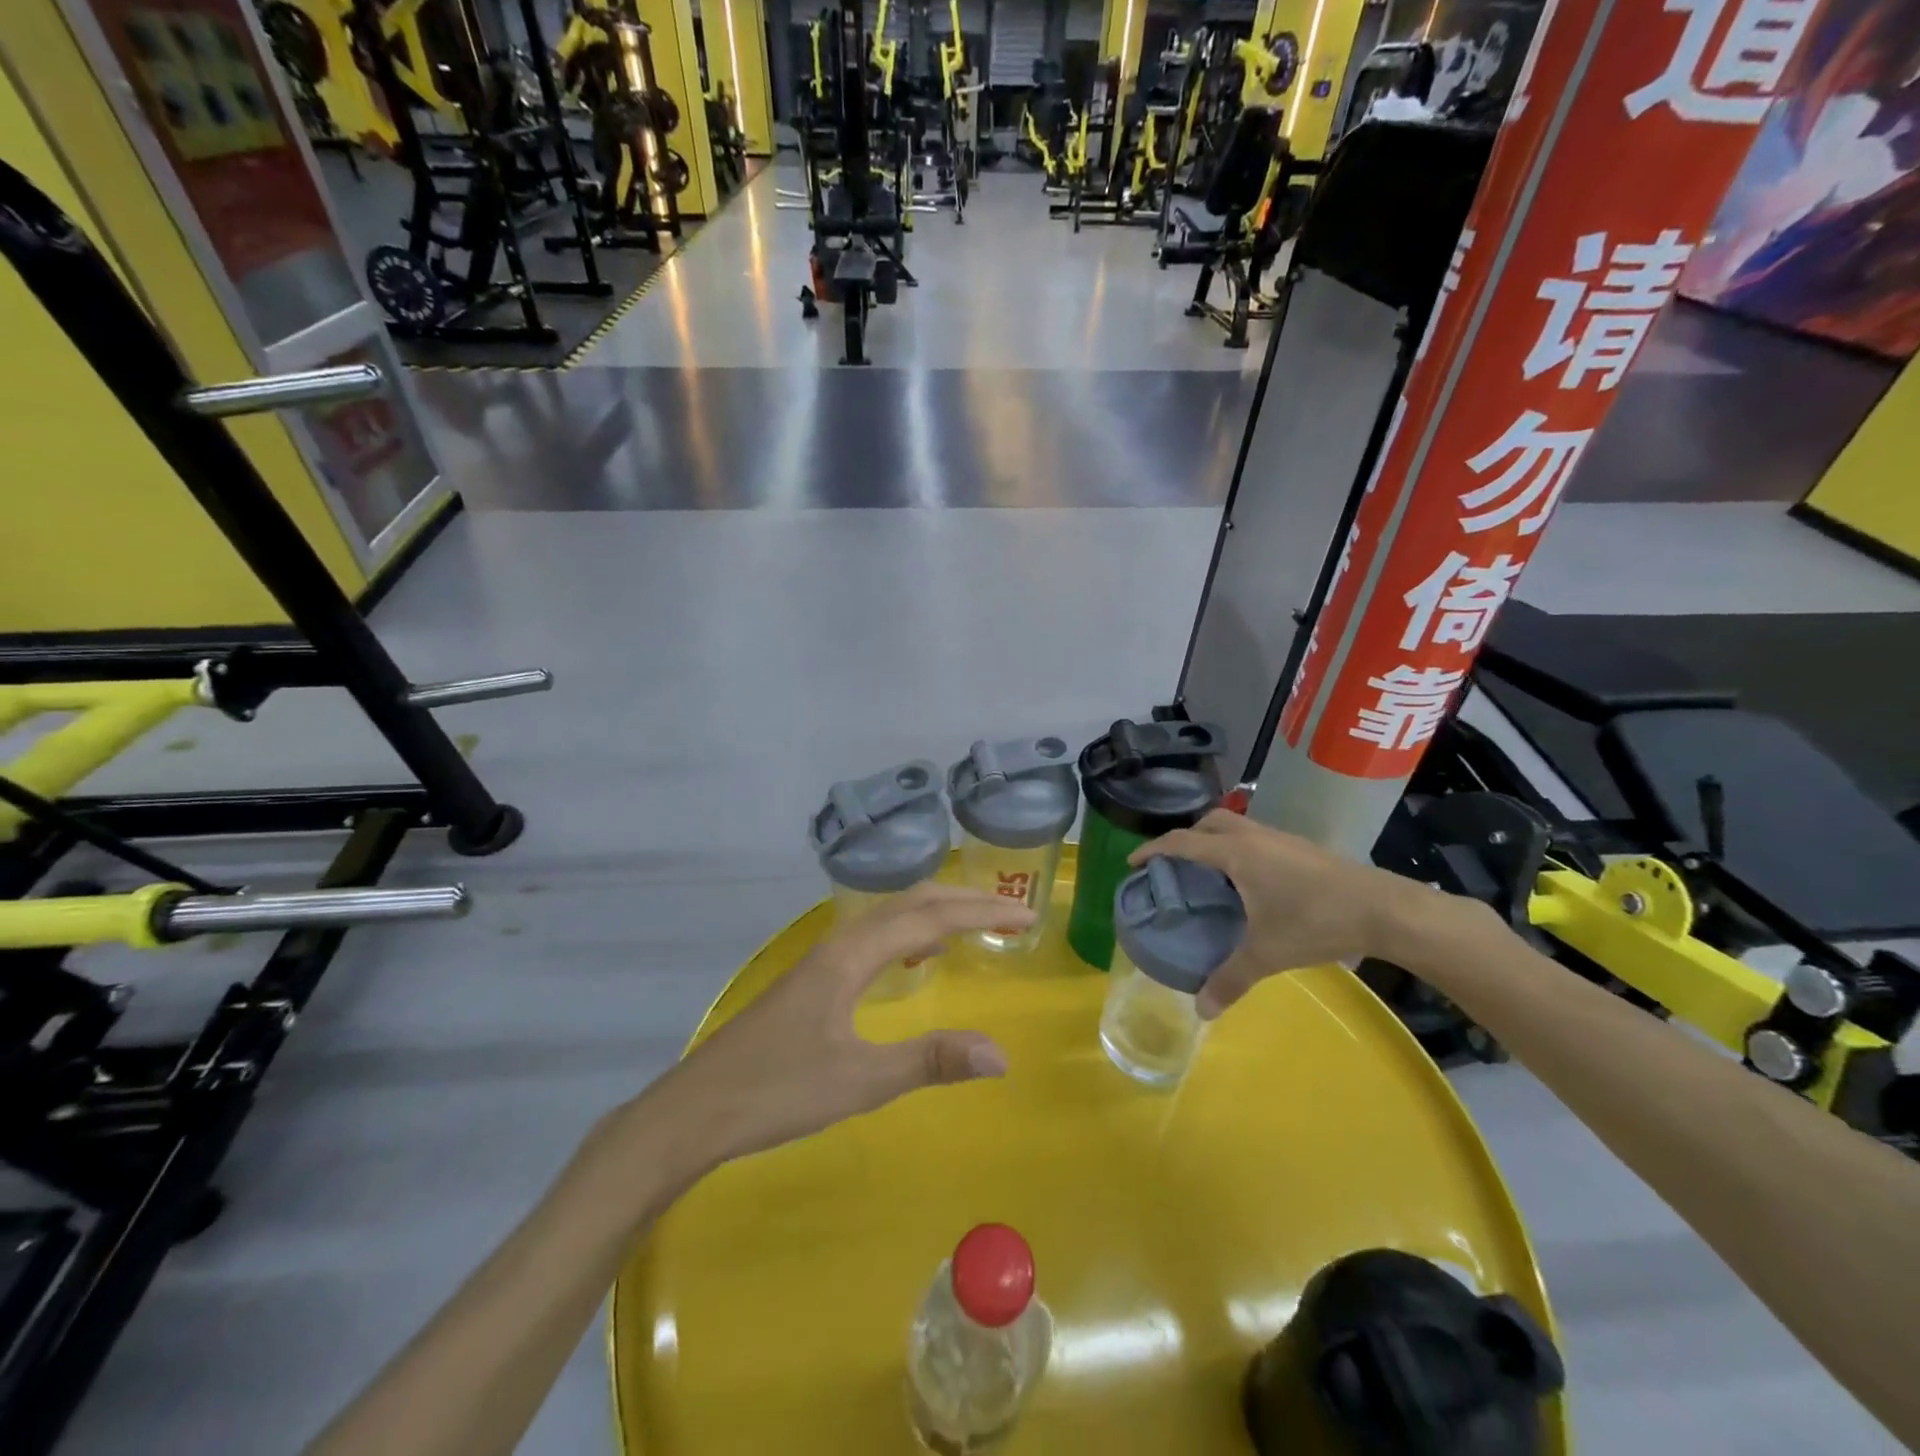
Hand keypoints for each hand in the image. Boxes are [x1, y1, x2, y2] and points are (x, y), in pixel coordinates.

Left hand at [644, 884, 1034, 1169]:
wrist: (697, 1109)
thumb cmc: (778, 1091)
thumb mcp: (860, 1080)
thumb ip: (930, 1061)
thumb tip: (1001, 1054)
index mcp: (853, 954)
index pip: (931, 918)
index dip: (983, 914)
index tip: (1027, 915)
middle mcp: (839, 943)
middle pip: (911, 903)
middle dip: (964, 903)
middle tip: (1011, 913)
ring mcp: (822, 959)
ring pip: (889, 917)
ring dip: (936, 913)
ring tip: (974, 925)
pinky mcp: (813, 979)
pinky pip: (874, 938)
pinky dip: (908, 934)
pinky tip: (915, 960)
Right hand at [1130, 810, 1429, 1019]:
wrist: (1386, 909)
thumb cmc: (1317, 921)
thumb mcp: (1268, 953)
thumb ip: (1230, 979)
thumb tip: (1200, 1011)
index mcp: (1236, 853)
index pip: (1182, 842)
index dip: (1153, 850)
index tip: (1134, 862)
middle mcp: (1254, 837)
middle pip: (1208, 823)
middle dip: (1186, 839)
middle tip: (1176, 867)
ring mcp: (1281, 838)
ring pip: (1235, 827)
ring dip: (1215, 842)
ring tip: (1210, 876)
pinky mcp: (1301, 847)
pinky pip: (1256, 838)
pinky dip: (1240, 851)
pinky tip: (1250, 884)